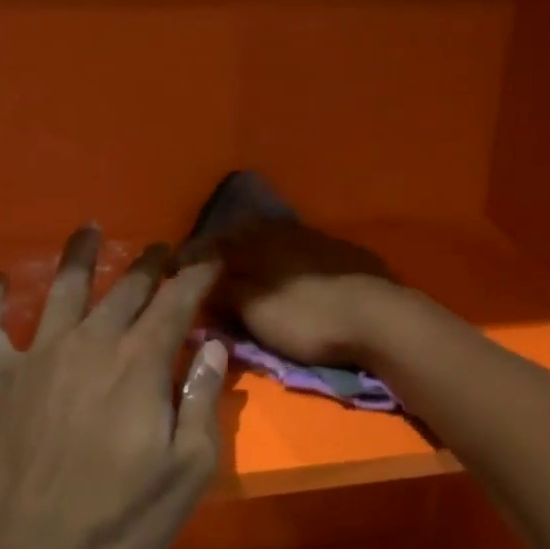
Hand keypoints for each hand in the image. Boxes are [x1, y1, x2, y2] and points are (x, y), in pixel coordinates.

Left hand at [0, 226, 227, 548]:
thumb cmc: (123, 516)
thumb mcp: (189, 467)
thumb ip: (202, 400)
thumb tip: (211, 348)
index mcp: (139, 364)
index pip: (176, 303)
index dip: (197, 277)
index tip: (211, 258)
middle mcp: (90, 346)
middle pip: (125, 290)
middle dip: (151, 265)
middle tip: (165, 247)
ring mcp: (40, 360)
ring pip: (60, 292)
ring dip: (79, 257)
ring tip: (89, 229)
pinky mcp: (2, 384)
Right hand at [182, 220, 397, 366]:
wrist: (379, 317)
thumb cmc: (308, 317)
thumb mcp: (256, 309)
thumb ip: (224, 292)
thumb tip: (201, 281)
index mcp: (256, 241)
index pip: (211, 245)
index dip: (189, 258)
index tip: (170, 269)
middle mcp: (283, 231)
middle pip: (241, 236)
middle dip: (220, 251)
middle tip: (204, 268)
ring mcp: (315, 239)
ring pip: (272, 240)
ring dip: (252, 252)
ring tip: (242, 268)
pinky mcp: (342, 253)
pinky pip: (299, 249)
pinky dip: (283, 258)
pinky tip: (287, 271)